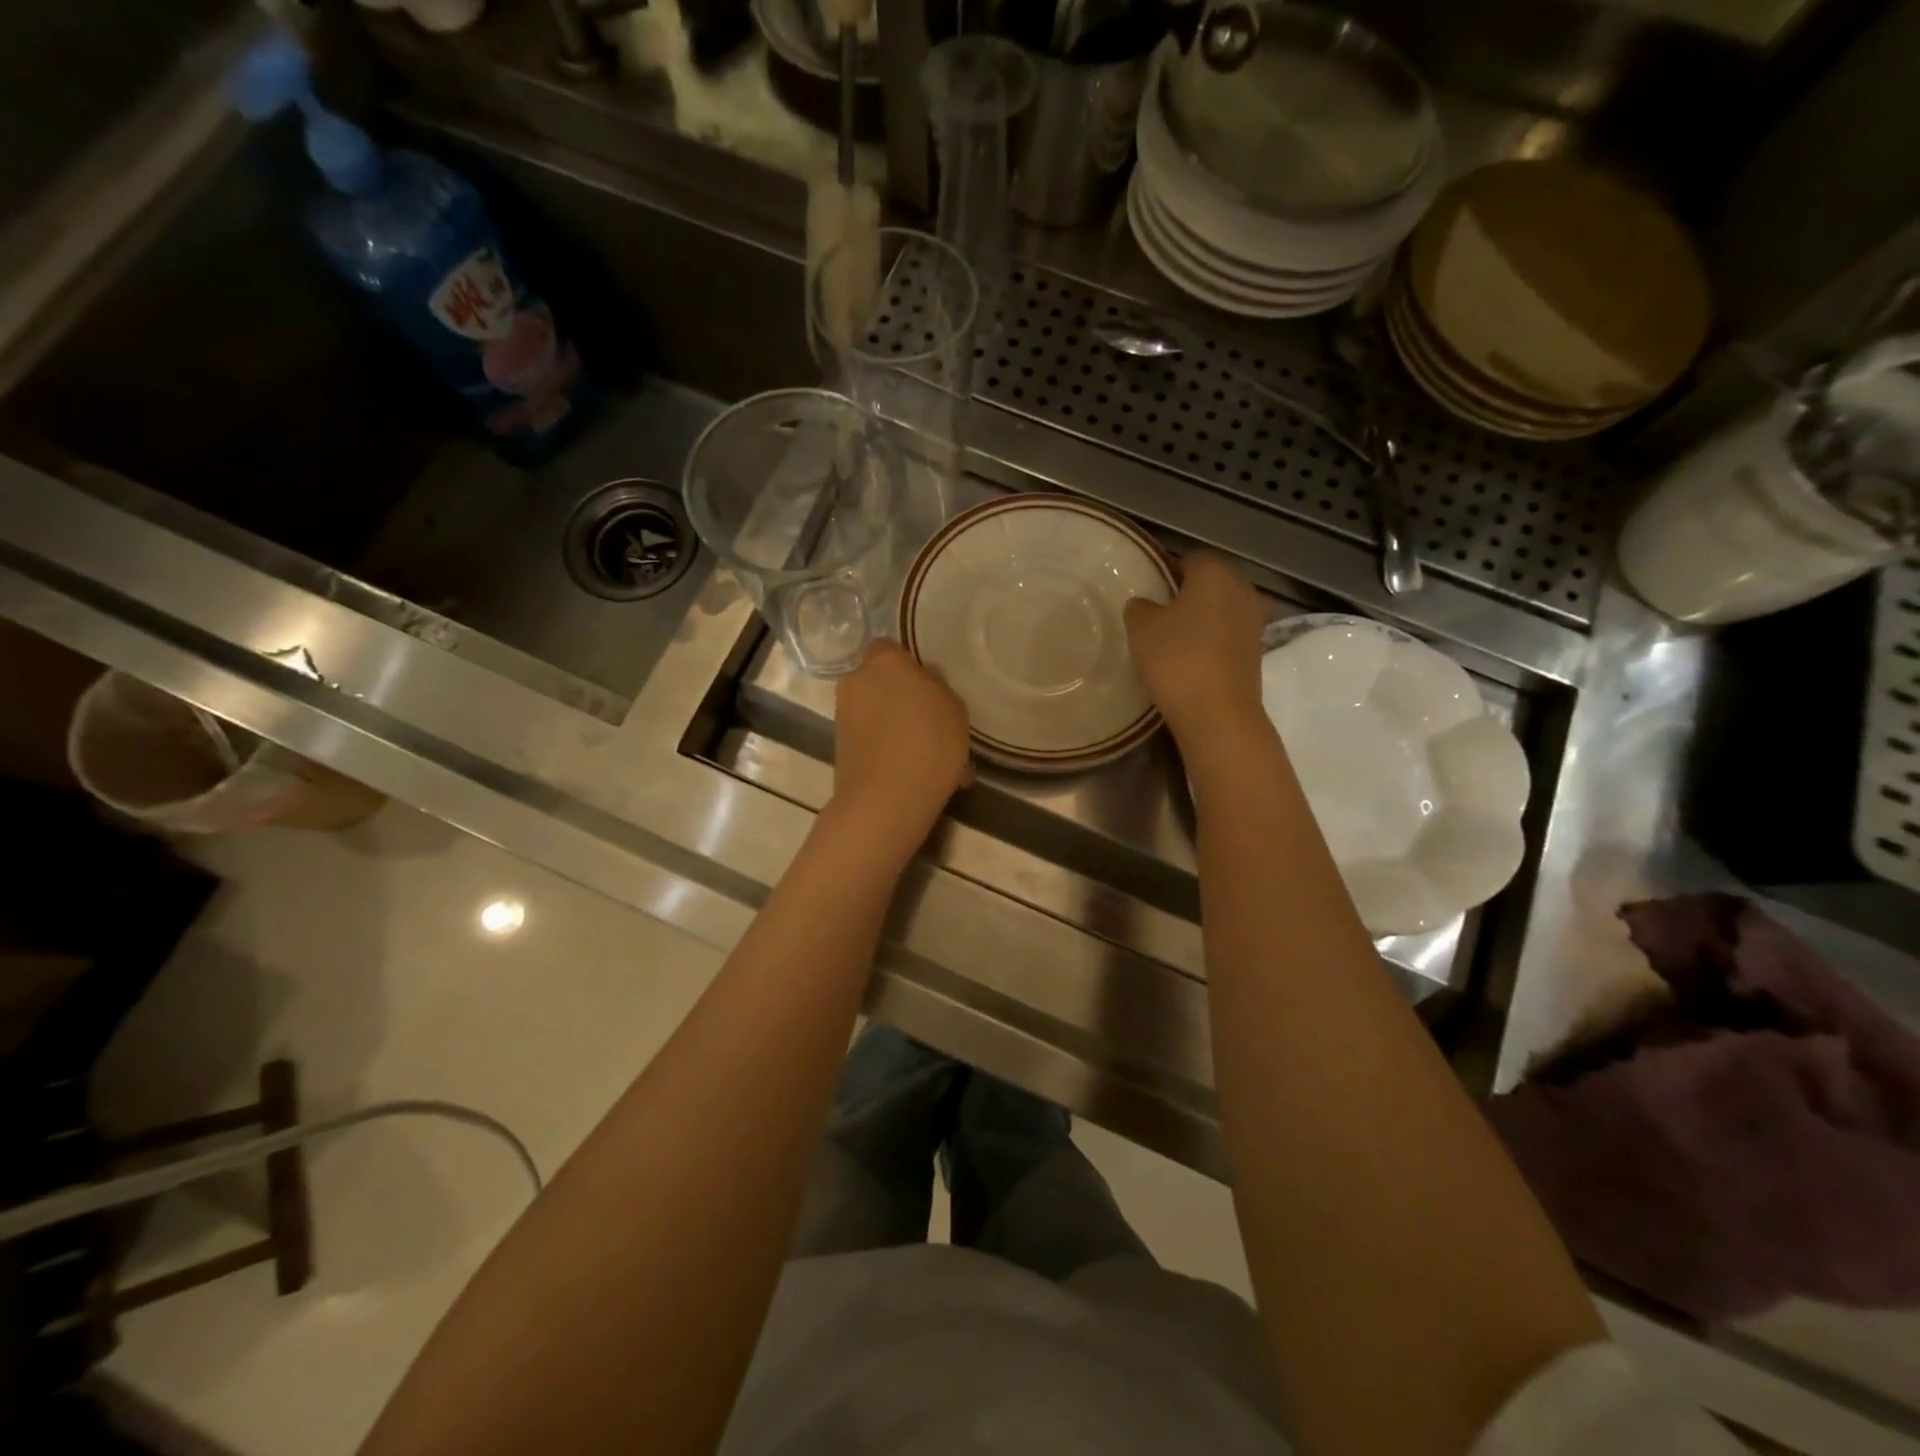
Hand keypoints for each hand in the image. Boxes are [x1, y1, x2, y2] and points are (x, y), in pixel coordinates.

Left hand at [829, 640, 970, 858]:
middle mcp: (855, 683)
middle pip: (879, 682)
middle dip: (900, 697)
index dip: (907, 663)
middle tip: (931, 722)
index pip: (887, 646)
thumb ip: (936, 685)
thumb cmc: (928, 741)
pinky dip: (889, 752)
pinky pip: (872, 742)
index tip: (928, 685)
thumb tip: (923, 679)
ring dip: (897, 728)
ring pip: (876, 715)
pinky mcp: (840, 750)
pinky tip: (917, 774)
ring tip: (930, 757)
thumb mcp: (953, 706)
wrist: (886, 799)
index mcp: (883, 662)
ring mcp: (843, 718)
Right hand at [1124, 552, 1266, 746]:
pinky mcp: (1256, 651)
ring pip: (1220, 609)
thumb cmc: (1176, 658)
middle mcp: (1242, 589)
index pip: (1190, 558)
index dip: (1167, 571)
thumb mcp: (1141, 628)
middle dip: (1186, 595)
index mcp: (1215, 573)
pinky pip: (1228, 635)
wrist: (1217, 713)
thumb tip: (1146, 604)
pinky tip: (1189, 659)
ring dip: (1200, 620)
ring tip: (1171, 640)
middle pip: (1210, 583)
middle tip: (1156, 615)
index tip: (1149, 591)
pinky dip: (1211, 641)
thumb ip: (1140, 607)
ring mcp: (1254, 621)